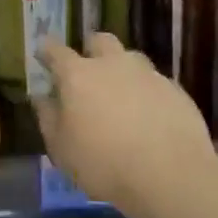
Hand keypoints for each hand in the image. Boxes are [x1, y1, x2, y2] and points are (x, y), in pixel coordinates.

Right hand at [35, 34, 215, 217]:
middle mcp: (113, 64)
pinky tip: (149, 117)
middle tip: (87, 72)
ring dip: (122, 70)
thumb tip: (42, 97)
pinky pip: (155, 83)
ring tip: (121, 97)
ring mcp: (148, 74)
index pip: (56, 51)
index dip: (47, 51)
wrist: (171, 176)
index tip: (43, 55)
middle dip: (90, 50)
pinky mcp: (176, 90)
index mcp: (78, 75)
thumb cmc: (103, 164)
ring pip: (131, 59)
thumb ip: (48, 118)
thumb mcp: (61, 149)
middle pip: (99, 41)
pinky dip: (147, 93)